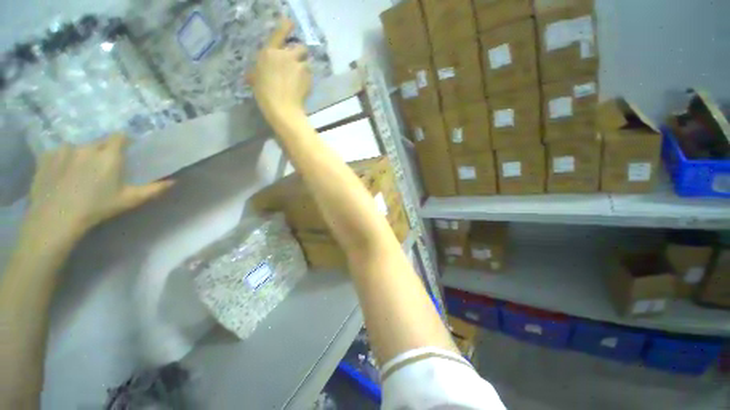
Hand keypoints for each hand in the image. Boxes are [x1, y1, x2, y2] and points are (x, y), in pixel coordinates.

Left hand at [24, 134, 172, 244]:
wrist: (55, 218)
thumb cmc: (97, 208)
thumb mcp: (129, 200)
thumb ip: (153, 189)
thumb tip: (174, 182)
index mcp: (109, 155)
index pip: (119, 137)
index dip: (124, 142)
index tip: (125, 150)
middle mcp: (86, 147)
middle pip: (98, 142)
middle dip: (102, 150)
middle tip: (102, 168)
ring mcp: (64, 150)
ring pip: (78, 148)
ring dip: (81, 155)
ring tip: (78, 173)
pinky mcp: (46, 157)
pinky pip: (58, 153)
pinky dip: (62, 160)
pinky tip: (61, 175)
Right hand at [249, 19, 310, 120]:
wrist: (282, 107)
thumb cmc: (265, 94)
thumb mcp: (256, 79)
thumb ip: (258, 71)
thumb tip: (254, 75)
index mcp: (270, 52)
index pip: (280, 33)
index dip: (287, 26)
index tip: (291, 23)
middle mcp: (286, 55)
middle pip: (300, 47)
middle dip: (300, 53)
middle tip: (297, 63)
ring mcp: (299, 66)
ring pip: (306, 62)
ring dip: (304, 68)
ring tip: (299, 80)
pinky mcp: (308, 77)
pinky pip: (310, 75)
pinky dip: (307, 79)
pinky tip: (302, 88)